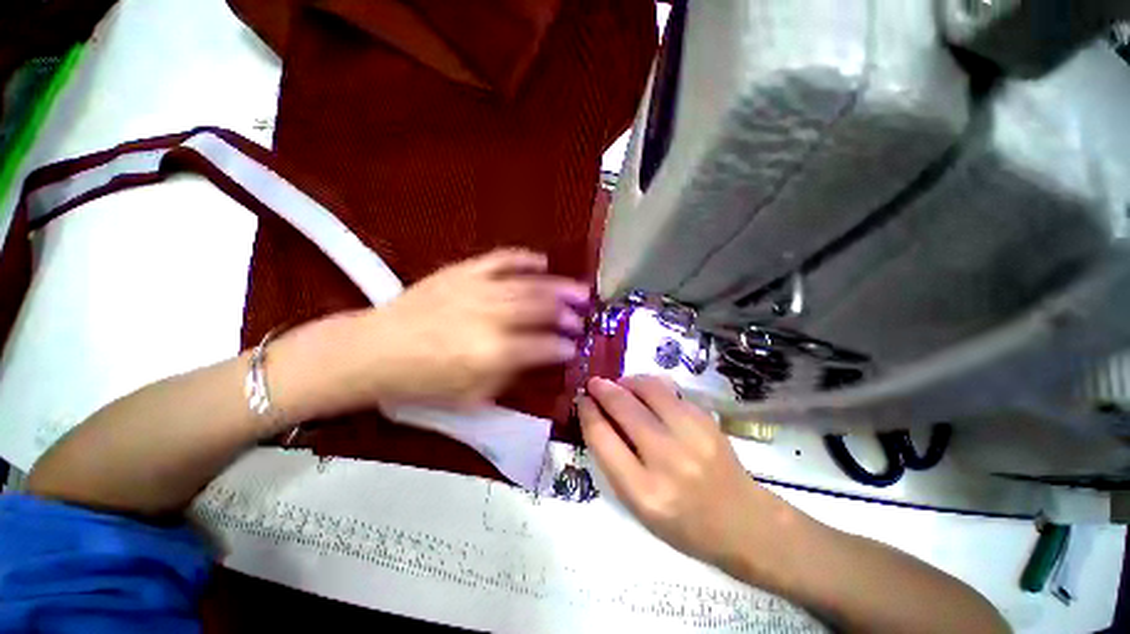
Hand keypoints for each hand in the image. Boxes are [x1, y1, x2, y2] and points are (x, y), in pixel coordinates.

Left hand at [308, 249, 588, 413]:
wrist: (373, 349)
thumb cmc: (421, 381)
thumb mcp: (470, 396)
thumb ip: (509, 376)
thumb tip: (536, 358)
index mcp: (493, 353)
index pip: (543, 346)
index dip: (564, 346)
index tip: (574, 347)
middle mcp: (491, 317)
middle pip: (541, 309)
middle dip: (568, 313)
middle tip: (584, 314)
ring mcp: (477, 289)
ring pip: (528, 284)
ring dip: (558, 286)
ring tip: (579, 288)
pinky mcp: (463, 271)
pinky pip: (501, 259)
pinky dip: (524, 258)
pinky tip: (542, 261)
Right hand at [579, 376, 800, 578]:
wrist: (744, 523)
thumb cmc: (684, 523)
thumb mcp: (639, 506)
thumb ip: (615, 461)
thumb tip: (598, 417)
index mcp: (644, 492)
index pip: (603, 439)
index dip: (587, 413)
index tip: (582, 400)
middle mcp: (668, 460)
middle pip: (624, 408)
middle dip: (602, 389)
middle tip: (594, 384)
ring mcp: (692, 436)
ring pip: (649, 389)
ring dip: (627, 381)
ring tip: (620, 384)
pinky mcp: (708, 420)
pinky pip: (670, 391)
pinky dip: (651, 386)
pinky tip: (646, 392)